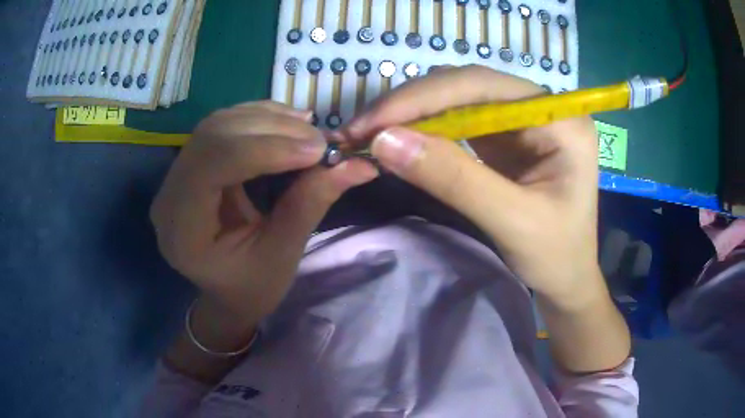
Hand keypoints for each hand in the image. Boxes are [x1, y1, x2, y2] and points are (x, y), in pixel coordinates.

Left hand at [151, 101, 377, 322]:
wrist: (227, 290)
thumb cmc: (251, 286)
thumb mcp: (282, 255)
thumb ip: (311, 204)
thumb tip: (359, 164)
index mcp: (181, 231)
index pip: (212, 166)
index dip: (264, 149)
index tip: (317, 150)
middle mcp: (169, 195)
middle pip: (212, 136)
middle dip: (270, 130)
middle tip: (320, 140)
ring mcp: (176, 175)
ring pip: (217, 124)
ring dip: (266, 119)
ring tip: (309, 129)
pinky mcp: (191, 163)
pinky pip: (222, 126)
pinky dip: (259, 118)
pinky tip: (289, 121)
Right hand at [341, 66, 600, 306]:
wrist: (567, 279)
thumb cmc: (556, 256)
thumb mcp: (511, 221)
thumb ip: (453, 179)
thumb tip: (385, 141)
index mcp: (561, 119)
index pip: (485, 86)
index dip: (425, 97)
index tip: (374, 121)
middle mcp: (542, 108)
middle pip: (468, 86)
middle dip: (412, 104)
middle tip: (361, 129)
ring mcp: (522, 120)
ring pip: (458, 99)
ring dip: (413, 114)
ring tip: (372, 134)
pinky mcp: (506, 137)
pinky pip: (459, 121)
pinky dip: (425, 129)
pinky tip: (402, 140)